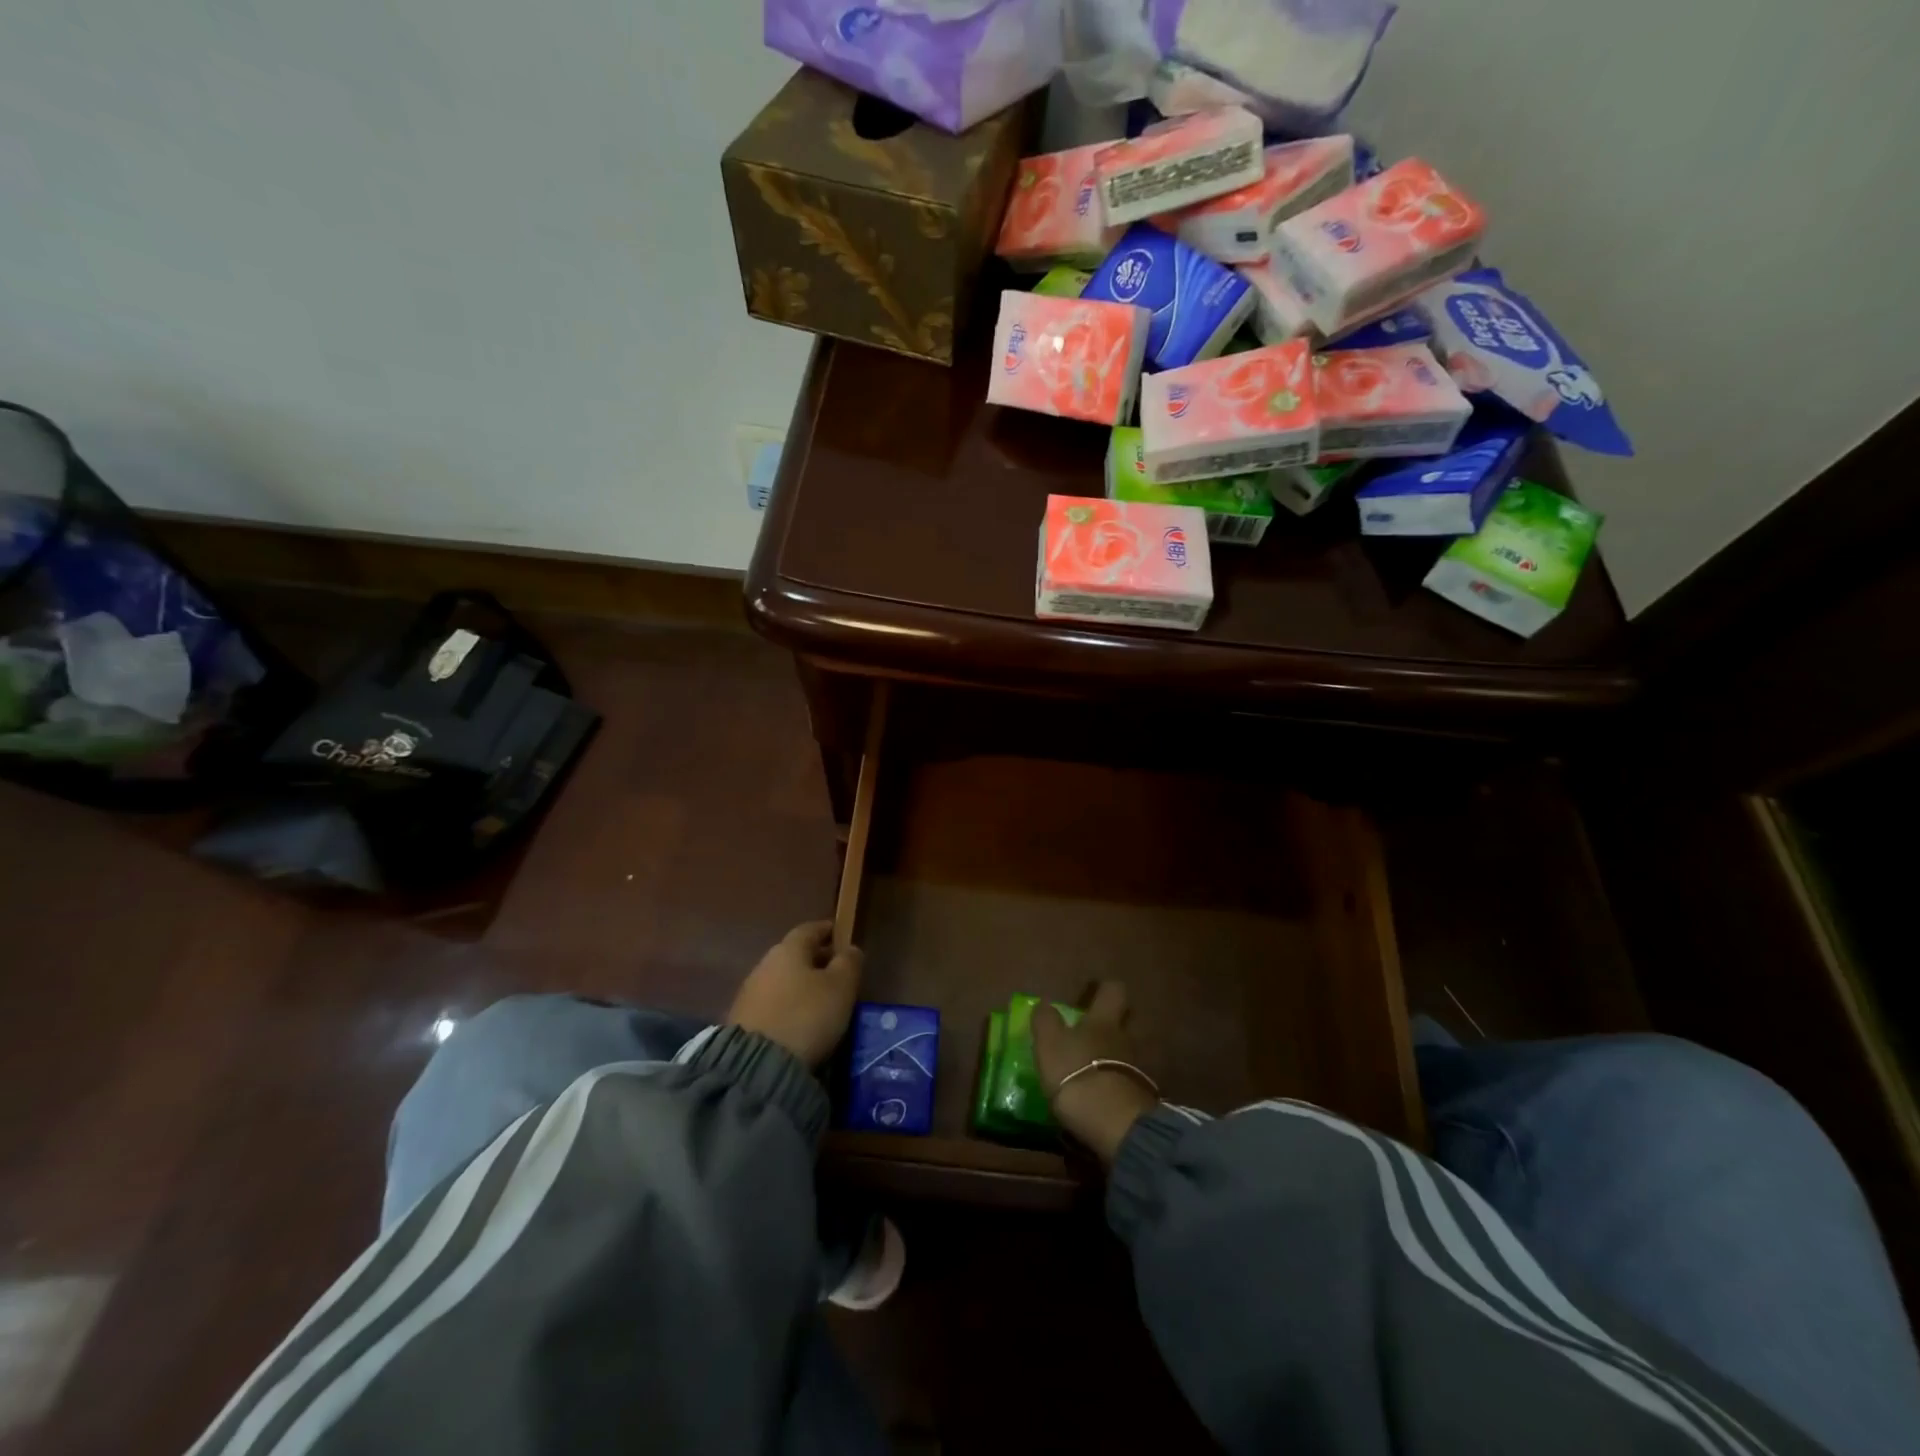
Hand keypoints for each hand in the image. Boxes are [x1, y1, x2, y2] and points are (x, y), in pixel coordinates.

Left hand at [727, 921, 862, 1066]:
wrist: (756, 1066)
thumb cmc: (806, 1015)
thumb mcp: (840, 987)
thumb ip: (849, 963)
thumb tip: (850, 949)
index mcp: (789, 949)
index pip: (810, 929)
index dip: (827, 930)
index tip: (841, 935)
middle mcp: (765, 964)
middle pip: (795, 955)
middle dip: (816, 960)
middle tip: (837, 972)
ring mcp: (749, 993)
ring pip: (782, 980)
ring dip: (800, 985)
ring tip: (821, 1001)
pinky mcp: (742, 1021)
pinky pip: (772, 1004)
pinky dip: (788, 1005)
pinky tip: (799, 1021)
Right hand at [1032, 981, 1158, 1165]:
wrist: (1114, 1124)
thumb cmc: (1076, 1073)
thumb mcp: (1049, 1043)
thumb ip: (1046, 1020)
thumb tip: (1045, 1003)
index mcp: (1103, 1020)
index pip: (1113, 990)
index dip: (1105, 989)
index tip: (1095, 993)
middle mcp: (1126, 1038)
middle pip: (1128, 1020)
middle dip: (1117, 1022)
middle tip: (1096, 1030)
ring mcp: (1139, 1068)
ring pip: (1130, 1051)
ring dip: (1117, 1055)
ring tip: (1097, 1067)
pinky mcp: (1143, 1098)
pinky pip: (1132, 1081)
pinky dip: (1121, 1083)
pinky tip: (1106, 1093)